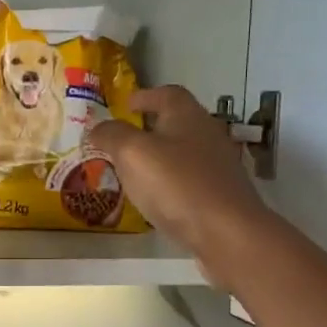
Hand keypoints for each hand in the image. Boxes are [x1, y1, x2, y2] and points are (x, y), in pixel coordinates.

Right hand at [85, 86, 269, 280]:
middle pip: (177, 122)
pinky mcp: (221, 195)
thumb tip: (98, 127)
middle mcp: (207, 134)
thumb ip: (112, 135)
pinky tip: (156, 198)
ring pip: (183, 152)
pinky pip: (189, 180)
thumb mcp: (132, 153)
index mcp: (187, 116)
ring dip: (160, 157)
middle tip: (122, 140)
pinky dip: (171, 183)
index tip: (125, 105)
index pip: (166, 93)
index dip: (144, 96)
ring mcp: (218, 166)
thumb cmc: (176, 184)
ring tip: (133, 171)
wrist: (227, 233)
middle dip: (149, 128)